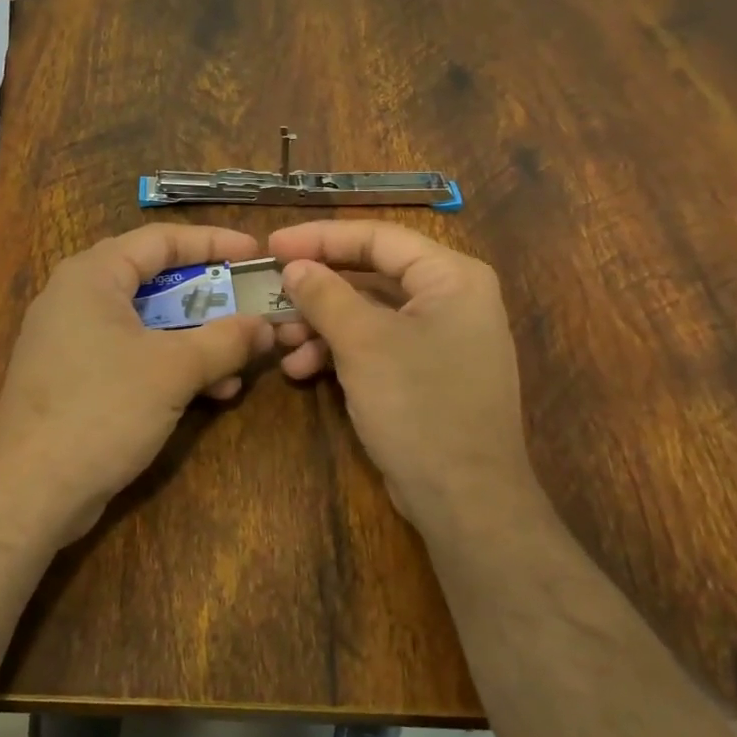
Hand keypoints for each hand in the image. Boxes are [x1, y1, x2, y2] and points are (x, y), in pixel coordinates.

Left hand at [0, 224, 275, 543]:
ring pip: (148, 323)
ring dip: (197, 339)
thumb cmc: (101, 410)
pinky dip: (171, 365)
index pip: (162, 239)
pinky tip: (210, 392)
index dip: (214, 243)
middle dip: (210, 299)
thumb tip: (266, 326)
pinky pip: (133, 355)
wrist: (28, 491)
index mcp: (93, 275)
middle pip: (156, 280)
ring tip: (241, 363)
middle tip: (252, 307)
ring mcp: (72, 340)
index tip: (256, 253)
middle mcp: (78, 297)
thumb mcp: (173, 370)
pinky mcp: (75, 378)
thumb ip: (225, 340)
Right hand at [266, 221, 538, 529]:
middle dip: (318, 289)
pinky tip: (301, 370)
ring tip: (281, 342)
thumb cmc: (419, 404)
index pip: (378, 238)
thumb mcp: (364, 343)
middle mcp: (451, 300)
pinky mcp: (425, 375)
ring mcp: (439, 340)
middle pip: (371, 275)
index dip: (322, 238)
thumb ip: (326, 295)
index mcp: (451, 277)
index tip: (273, 245)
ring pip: (368, 314)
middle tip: (271, 293)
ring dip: (321, 325)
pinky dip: (339, 353)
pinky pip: (375, 347)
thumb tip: (295, 266)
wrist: (464, 499)